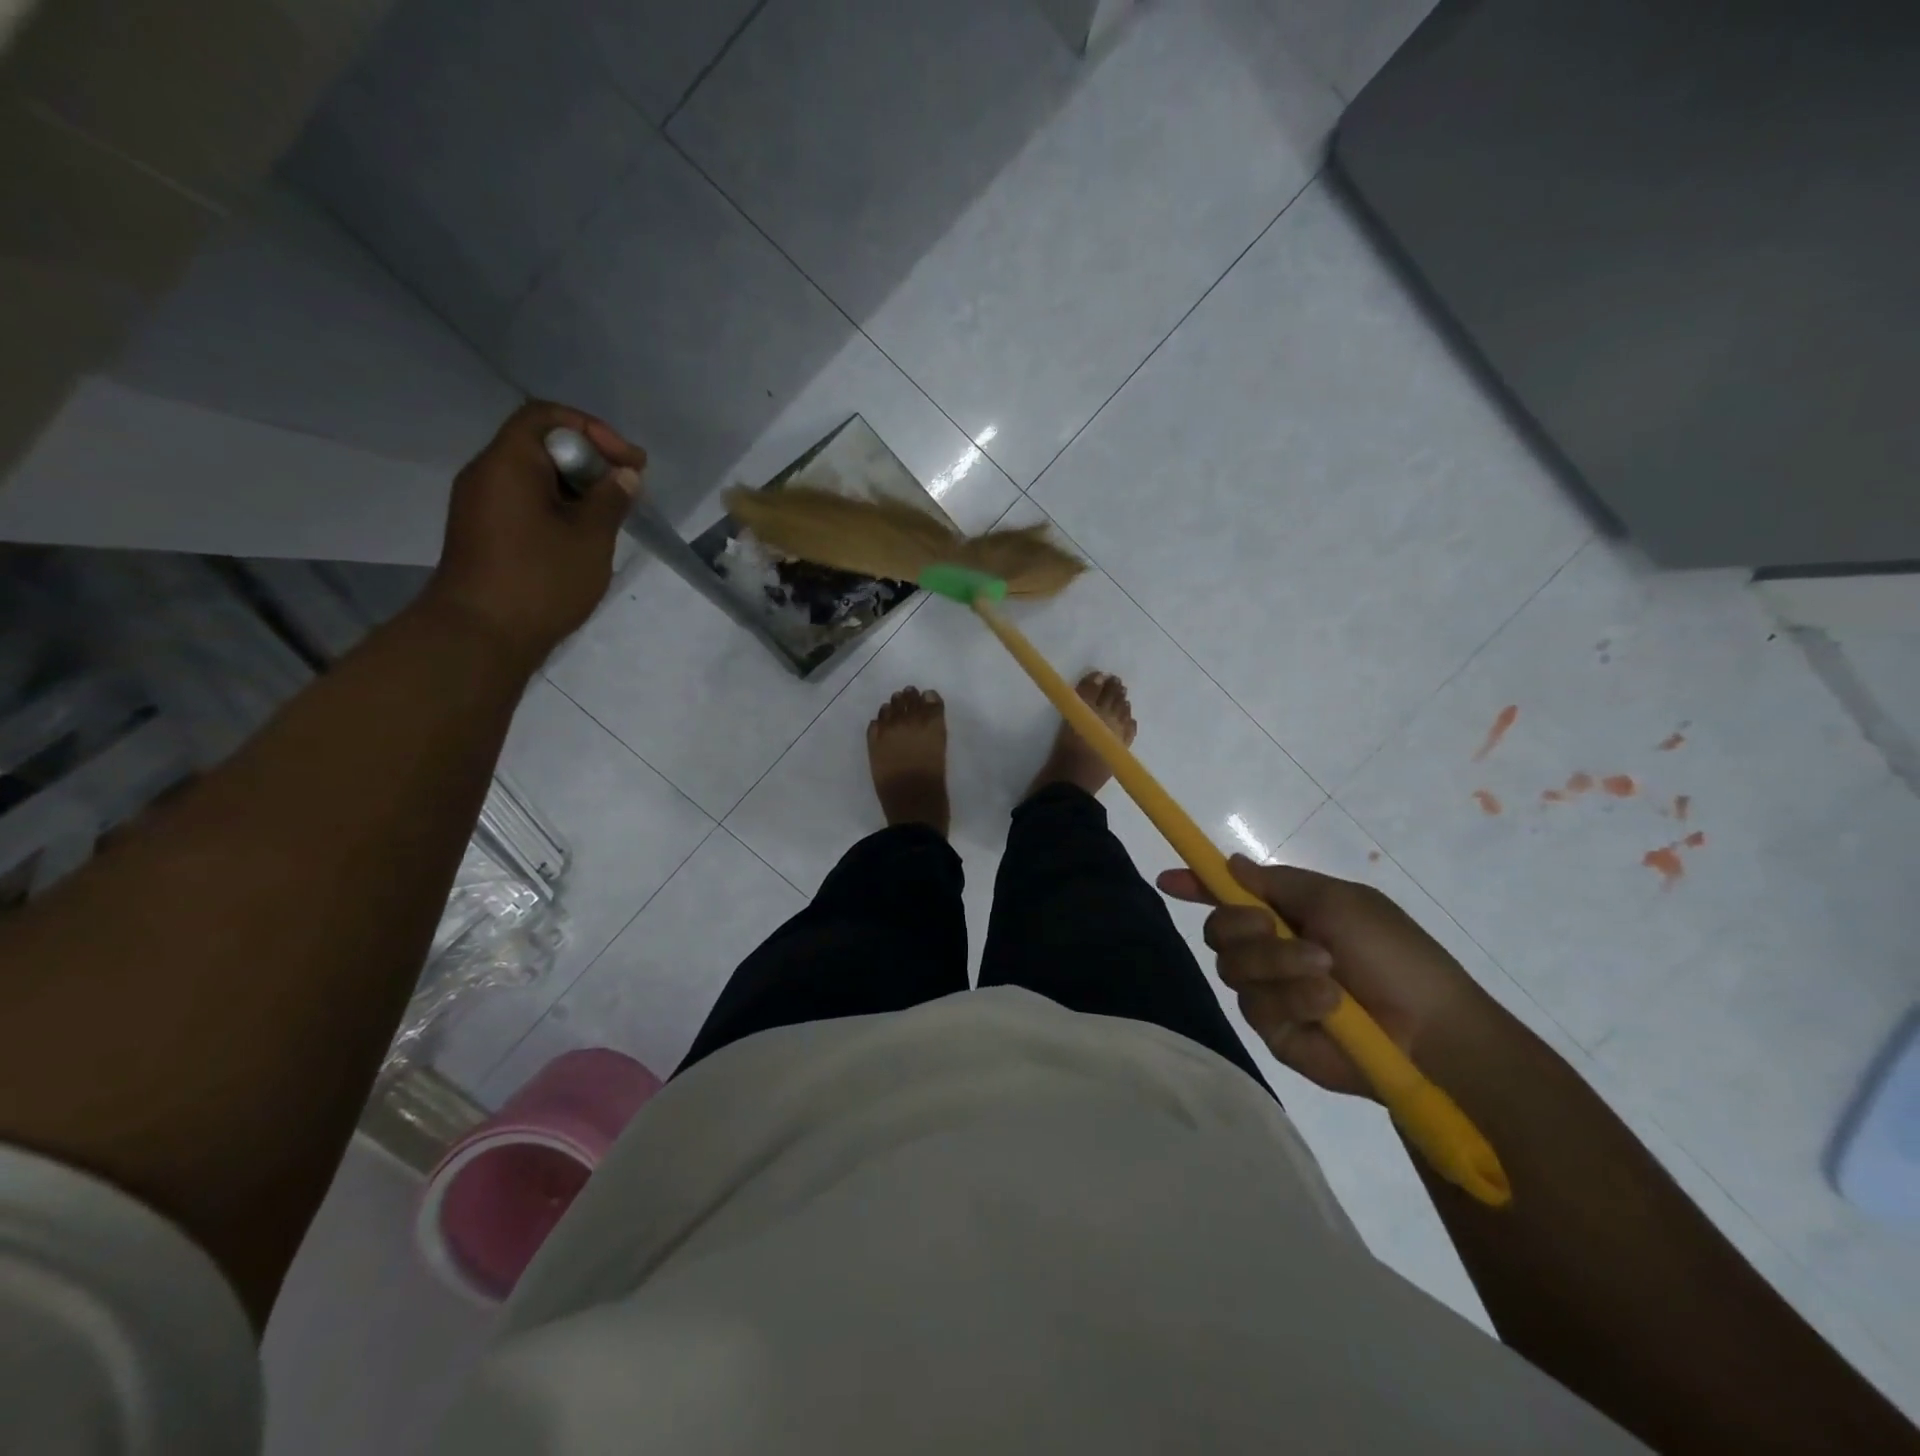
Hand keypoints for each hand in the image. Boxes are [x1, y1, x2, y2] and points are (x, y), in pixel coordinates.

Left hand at [422, 401, 643, 668]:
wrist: (480, 635)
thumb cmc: (540, 581)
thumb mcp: (589, 538)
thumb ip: (610, 500)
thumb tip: (623, 476)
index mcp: (508, 463)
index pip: (547, 417)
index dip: (594, 430)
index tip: (630, 462)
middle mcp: (488, 474)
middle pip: (541, 444)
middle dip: (590, 460)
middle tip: (628, 488)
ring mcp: (482, 505)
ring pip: (535, 476)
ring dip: (577, 487)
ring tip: (612, 514)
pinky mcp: (485, 532)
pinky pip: (525, 502)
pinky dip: (559, 507)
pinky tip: (583, 535)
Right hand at [1157, 855, 1488, 1098]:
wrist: (1432, 1031)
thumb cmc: (1392, 952)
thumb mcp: (1337, 900)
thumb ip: (1276, 882)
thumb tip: (1229, 862)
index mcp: (1286, 914)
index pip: (1227, 897)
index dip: (1196, 886)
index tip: (1167, 880)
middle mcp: (1271, 951)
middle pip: (1218, 931)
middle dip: (1242, 927)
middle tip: (1271, 927)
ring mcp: (1271, 992)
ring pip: (1233, 968)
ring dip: (1278, 963)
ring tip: (1326, 973)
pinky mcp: (1276, 1032)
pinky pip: (1257, 1006)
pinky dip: (1293, 998)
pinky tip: (1328, 1004)